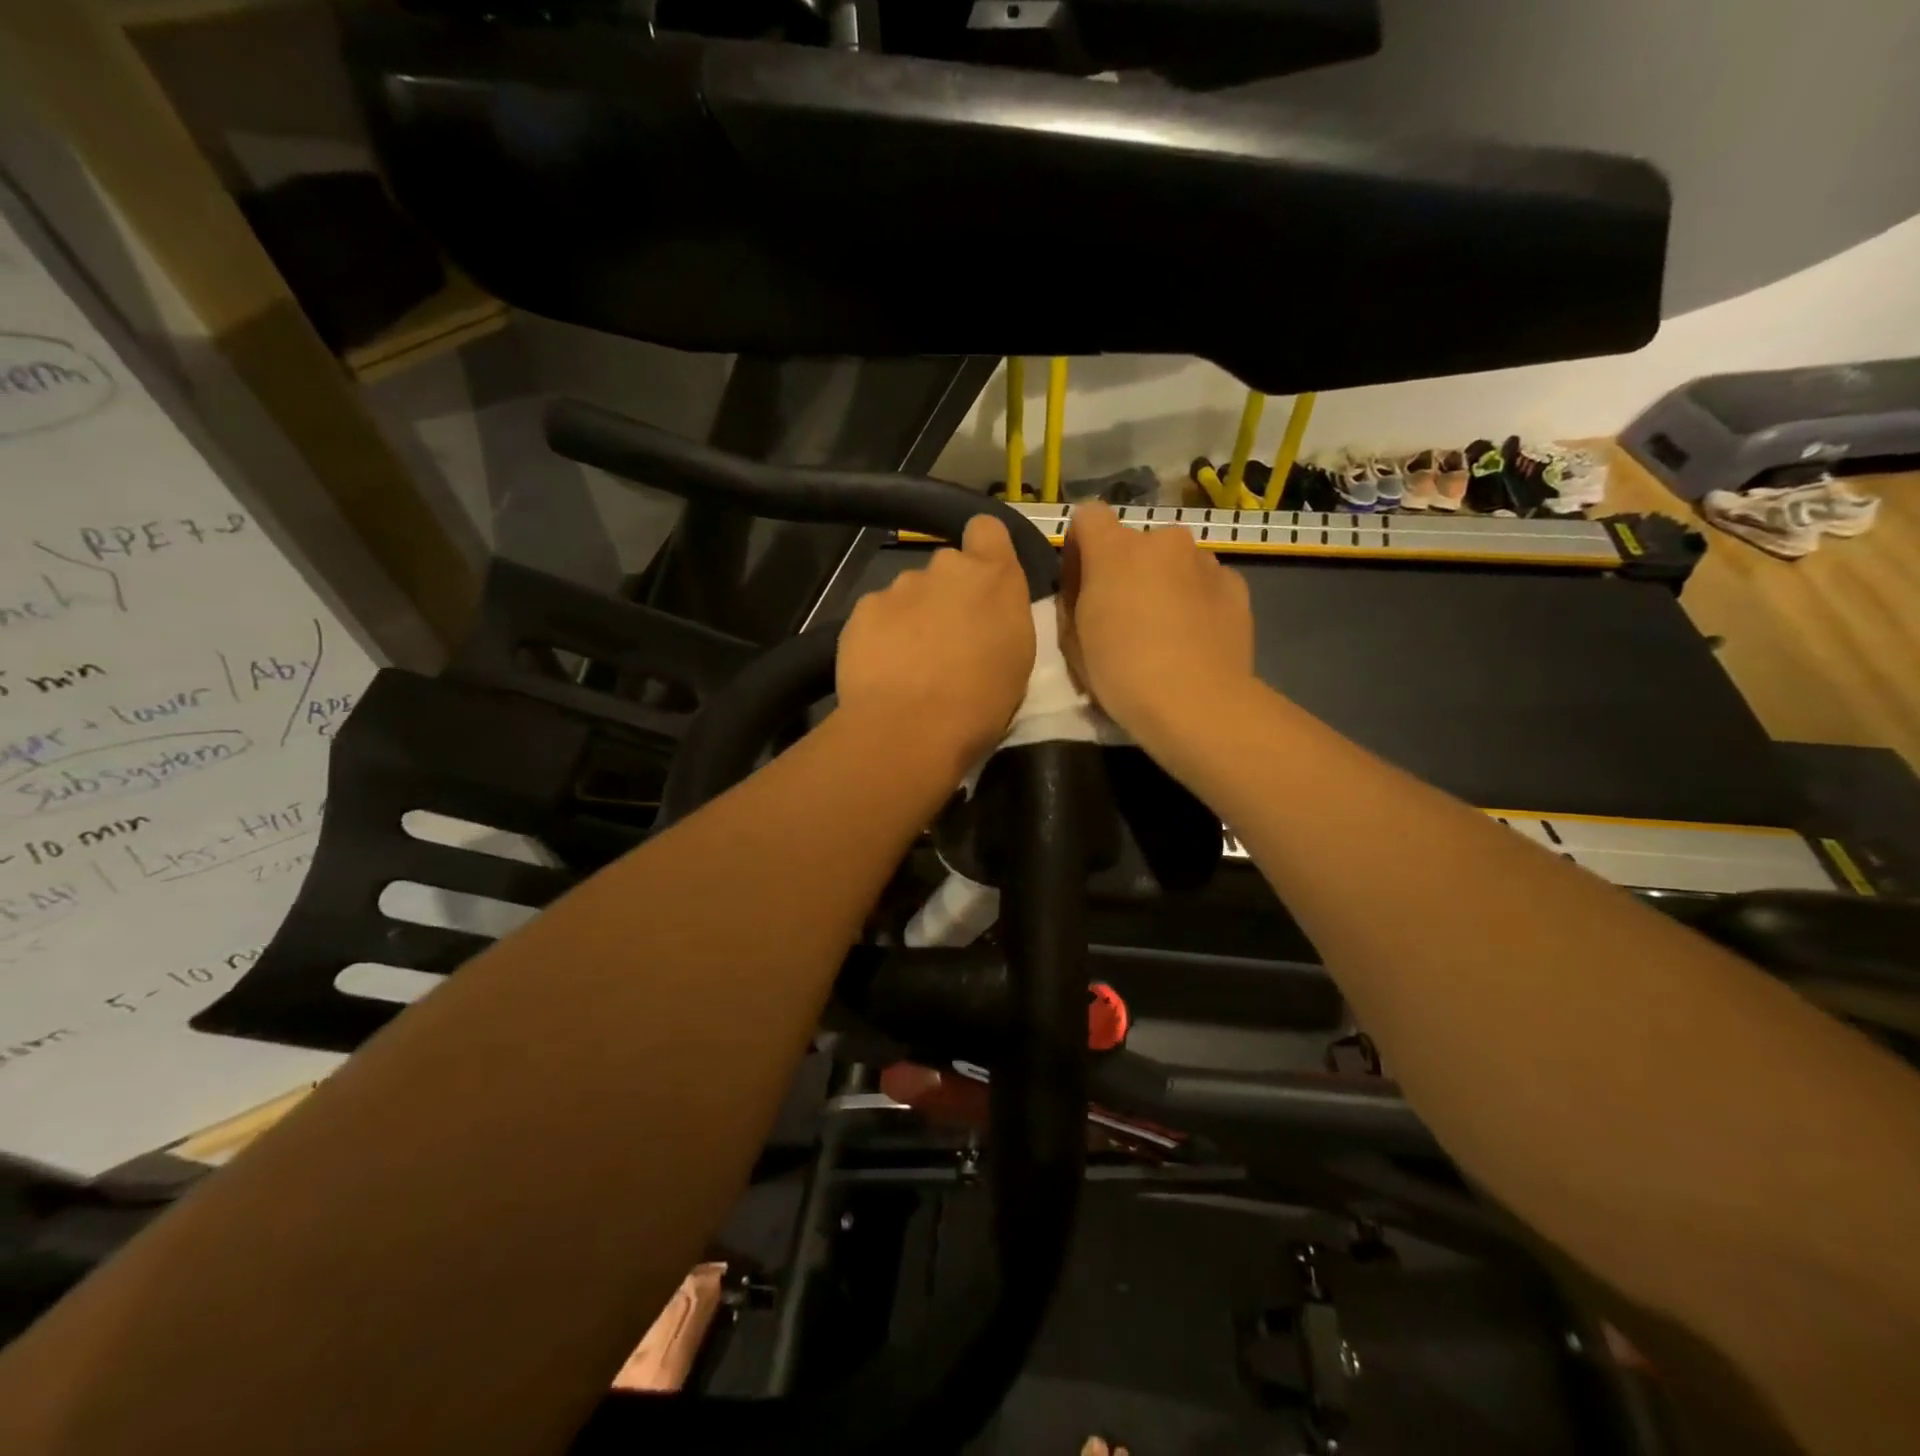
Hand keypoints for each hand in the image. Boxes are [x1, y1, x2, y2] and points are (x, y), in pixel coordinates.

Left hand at [837, 514, 1036, 771]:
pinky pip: (877, 615)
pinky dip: (881, 635)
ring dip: (912, 617)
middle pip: (946, 569)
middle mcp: (945, 567)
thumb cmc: (981, 701)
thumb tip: (984, 609)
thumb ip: (1001, 616)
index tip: (982, 580)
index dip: (983, 549)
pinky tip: (883, 668)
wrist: (910, 728)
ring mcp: (899, 586)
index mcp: (994, 576)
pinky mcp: (861, 610)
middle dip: (947, 595)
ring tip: (911, 663)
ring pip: (908, 593)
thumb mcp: (1017, 657)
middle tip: (948, 640)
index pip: (987, 529)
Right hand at [1059, 503, 1253, 745]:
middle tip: (1124, 617)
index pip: (1088, 516)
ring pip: (1172, 562)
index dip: (1081, 546)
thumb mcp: (1074, 641)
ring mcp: (1204, 561)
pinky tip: (1194, 638)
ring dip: (1163, 584)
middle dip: (1126, 570)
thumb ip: (1074, 601)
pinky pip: (1204, 583)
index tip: (1081, 584)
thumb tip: (1086, 590)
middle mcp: (1162, 541)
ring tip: (1165, 631)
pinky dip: (1196, 600)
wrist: (1196, 703)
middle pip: (1134, 543)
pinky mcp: (1235, 586)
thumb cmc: (1121, 674)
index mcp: (1114, 549)